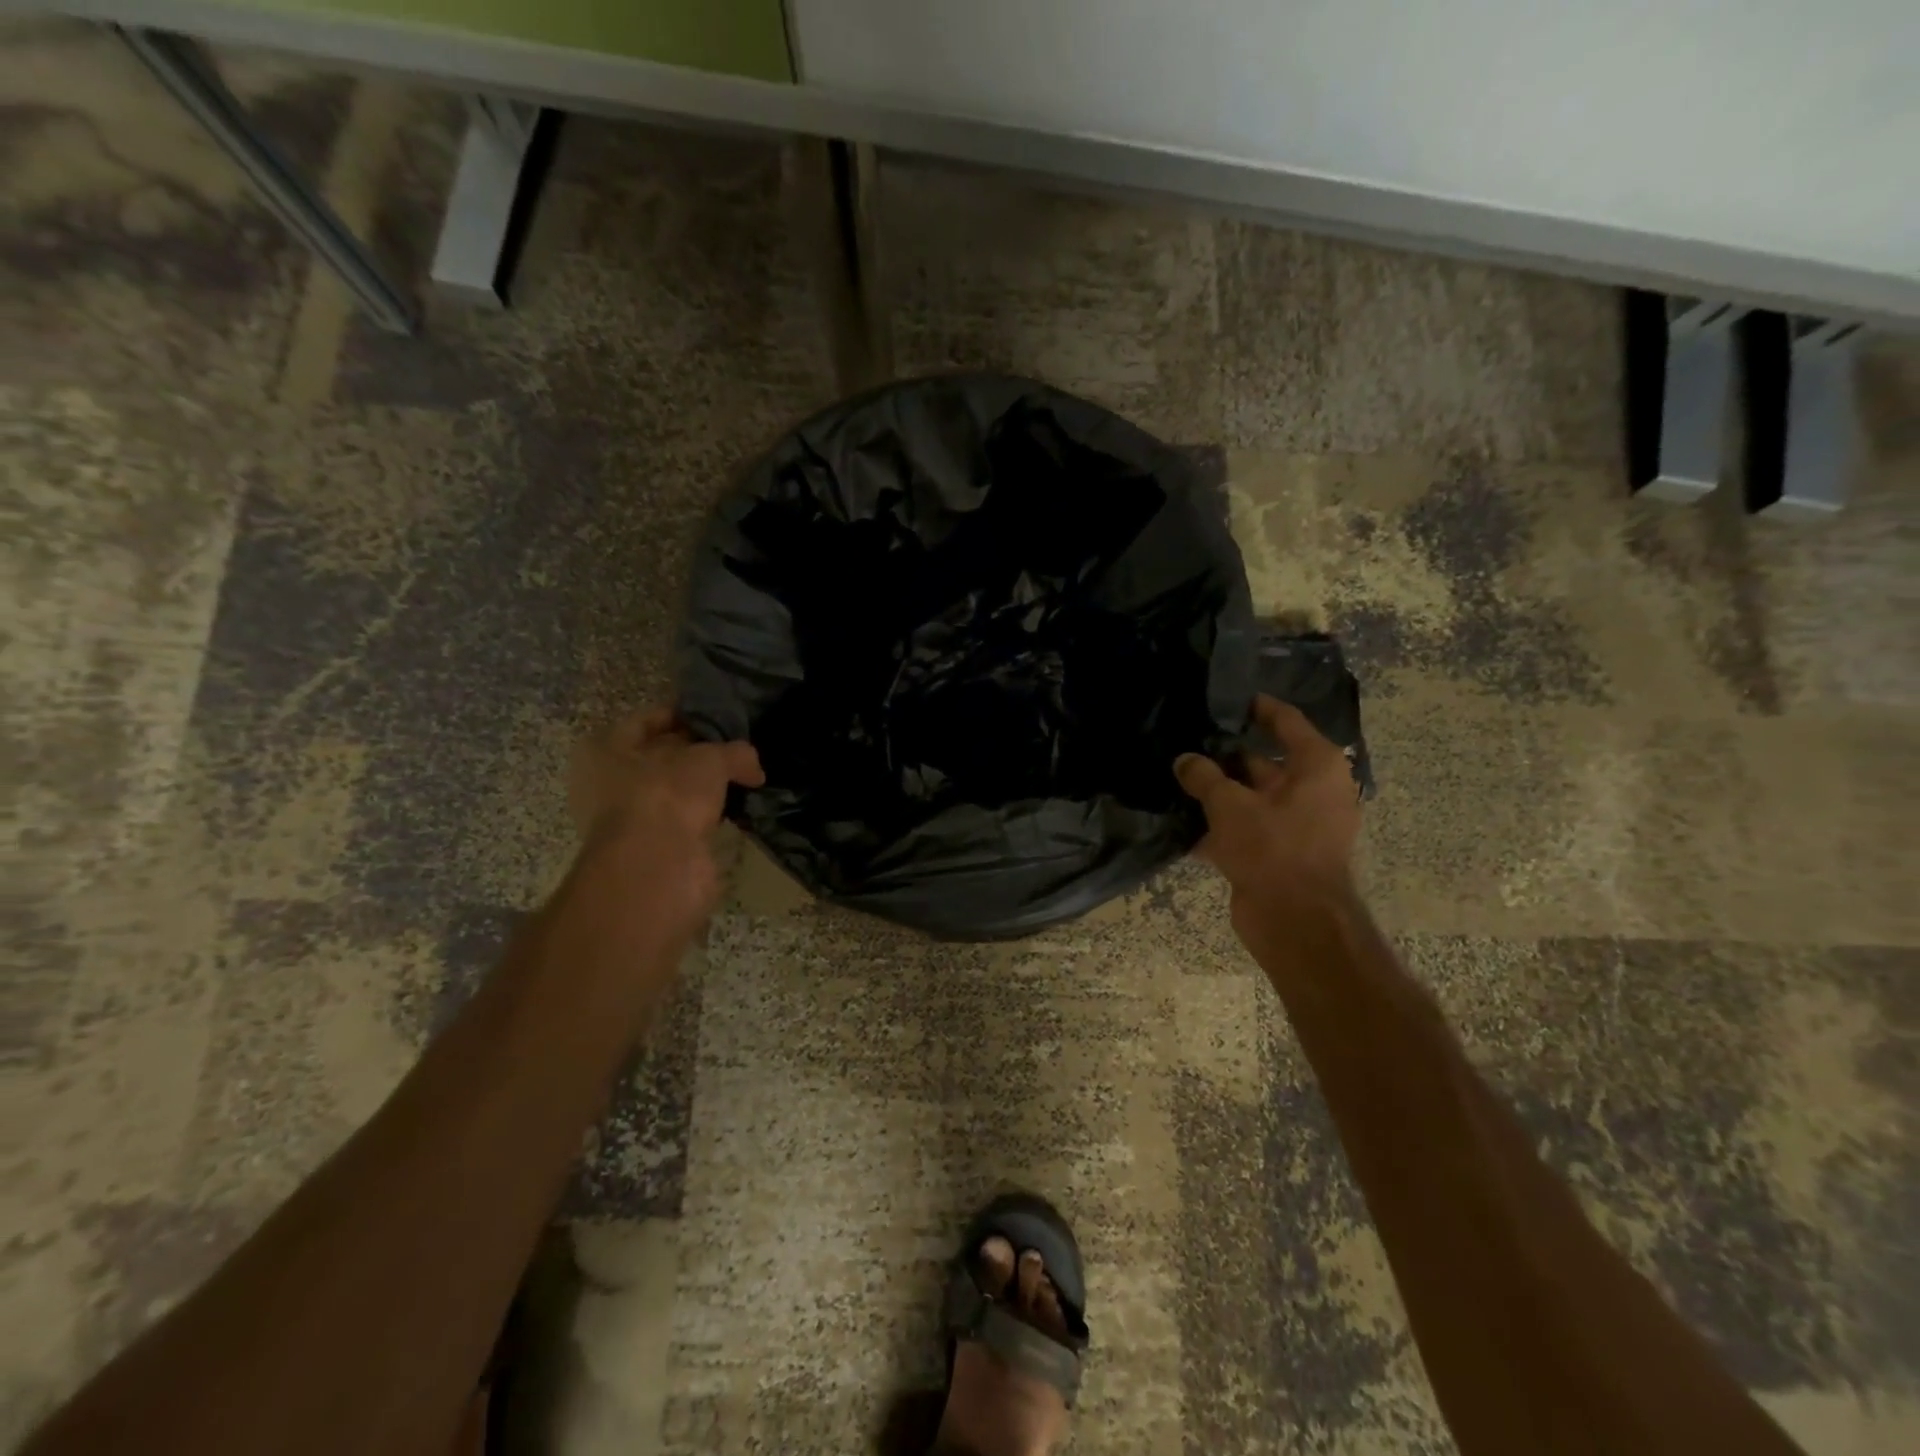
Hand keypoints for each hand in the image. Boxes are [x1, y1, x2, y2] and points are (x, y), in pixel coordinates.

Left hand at [564, 709, 763, 959]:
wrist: (658, 868)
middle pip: (662, 758)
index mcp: (606, 751)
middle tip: (738, 747)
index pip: (646, 721)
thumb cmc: (668, 795)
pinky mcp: (659, 849)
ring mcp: (635, 820)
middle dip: (698, 753)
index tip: (717, 715)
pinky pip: (690, 822)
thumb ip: (735, 753)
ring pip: (678, 792)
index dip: (682, 715)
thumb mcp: (710, 758)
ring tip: (746, 776)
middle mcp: (612, 784)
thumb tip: (754, 769)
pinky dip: (711, 816)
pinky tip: (740, 808)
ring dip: (707, 787)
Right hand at [1174, 695, 1361, 933]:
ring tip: (1174, 776)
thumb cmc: (1274, 848)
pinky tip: (1181, 822)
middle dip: (1223, 754)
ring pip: (1249, 796)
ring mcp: (1296, 823)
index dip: (1254, 707)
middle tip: (1183, 740)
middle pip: (1263, 760)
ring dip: (1216, 791)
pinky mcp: (1278, 852)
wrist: (1296, 922)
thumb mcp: (1230, 805)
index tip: (1222, 697)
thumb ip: (1204, 777)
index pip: (1284, 720)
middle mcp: (1312, 790)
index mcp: (1315, 766)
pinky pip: (1245, 828)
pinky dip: (1218, 825)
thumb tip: (1183, 760)